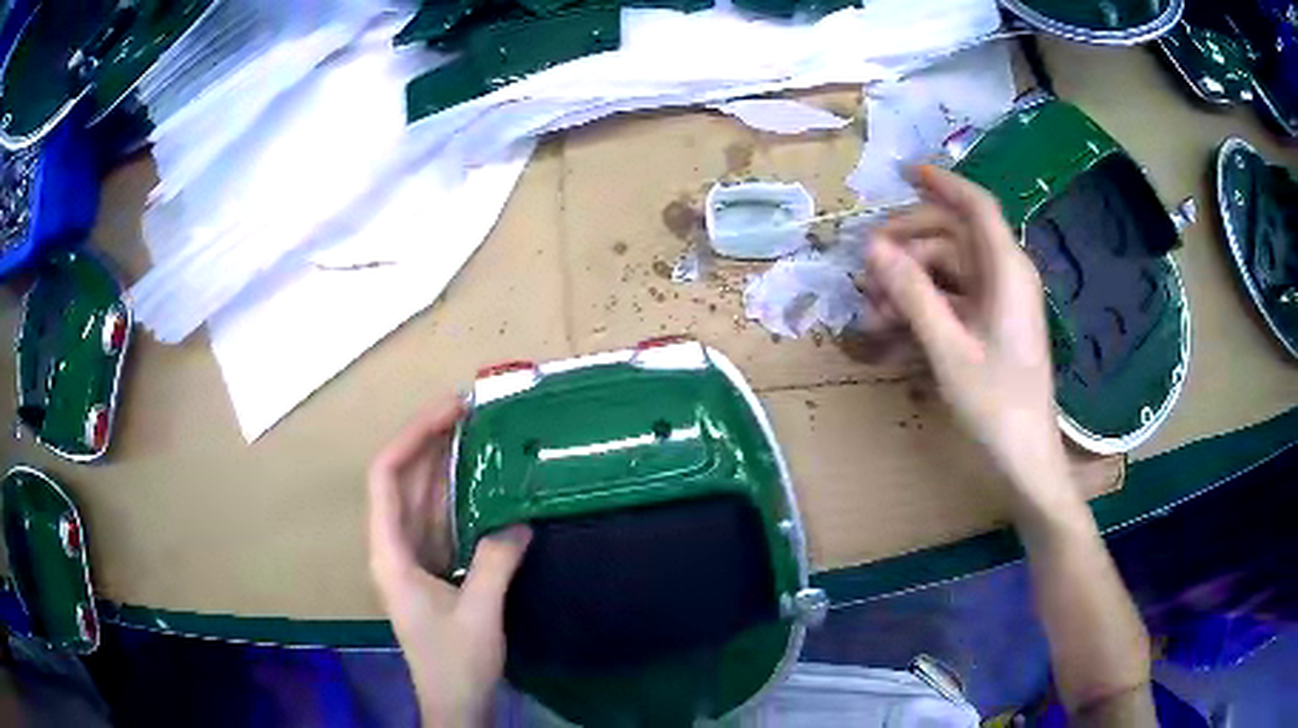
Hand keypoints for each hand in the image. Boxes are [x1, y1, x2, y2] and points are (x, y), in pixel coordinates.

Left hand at [368, 398, 531, 727]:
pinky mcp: (434, 569)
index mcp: (390, 554)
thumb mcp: (479, 615)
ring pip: (423, 499)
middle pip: (403, 482)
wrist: (455, 704)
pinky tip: (483, 483)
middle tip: (471, 412)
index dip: (411, 439)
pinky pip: (442, 521)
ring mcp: (414, 558)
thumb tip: (520, 520)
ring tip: (478, 433)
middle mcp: (394, 548)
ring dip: (445, 466)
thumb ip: (495, 564)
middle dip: (430, 442)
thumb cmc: (455, 664)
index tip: (447, 413)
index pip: (385, 479)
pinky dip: (460, 497)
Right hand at [862, 165, 1066, 494]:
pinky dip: (922, 307)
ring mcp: (997, 301)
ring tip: (871, 314)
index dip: (943, 184)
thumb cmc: (996, 403)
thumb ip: (913, 294)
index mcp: (1007, 271)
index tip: (904, 172)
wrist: (1025, 457)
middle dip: (907, 247)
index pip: (977, 207)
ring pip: (946, 270)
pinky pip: (951, 299)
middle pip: (952, 238)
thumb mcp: (949, 348)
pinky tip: (891, 330)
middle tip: (865, 270)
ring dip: (907, 284)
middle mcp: (1005, 276)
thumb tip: (873, 248)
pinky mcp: (990, 324)